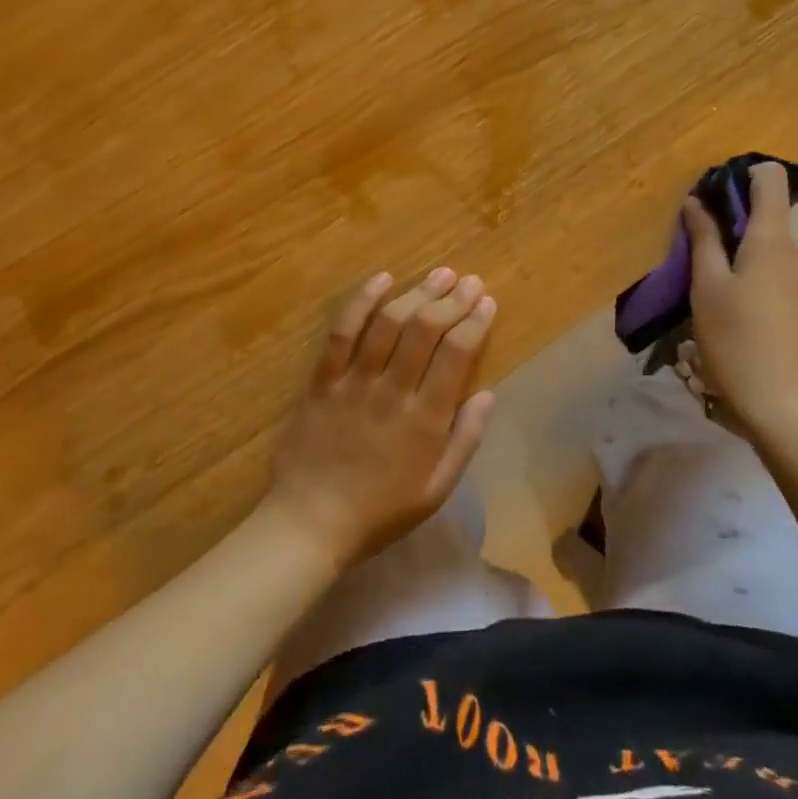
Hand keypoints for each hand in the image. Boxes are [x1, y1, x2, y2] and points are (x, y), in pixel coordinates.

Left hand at [263, 267, 496, 568]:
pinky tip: (381, 279)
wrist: (310, 524)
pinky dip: (361, 302)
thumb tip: (487, 394)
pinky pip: (341, 333)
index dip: (475, 322)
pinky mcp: (322, 380)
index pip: (456, 353)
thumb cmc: (380, 511)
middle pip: (425, 329)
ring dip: (416, 293)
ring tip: (439, 274)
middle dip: (452, 299)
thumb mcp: (437, 489)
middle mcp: (392, 391)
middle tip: (469, 281)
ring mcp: (354, 382)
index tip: (487, 302)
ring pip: (388, 323)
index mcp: (425, 419)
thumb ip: (465, 440)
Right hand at [684, 162, 797, 438]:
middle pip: (766, 214)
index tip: (711, 196)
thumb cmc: (737, 340)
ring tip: (706, 285)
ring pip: (768, 247)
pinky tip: (730, 310)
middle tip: (694, 248)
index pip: (770, 178)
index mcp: (773, 238)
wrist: (786, 407)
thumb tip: (697, 202)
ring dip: (737, 253)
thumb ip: (703, 239)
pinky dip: (751, 275)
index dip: (742, 175)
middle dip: (730, 221)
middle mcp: (796, 251)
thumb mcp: (707, 287)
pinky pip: (775, 273)